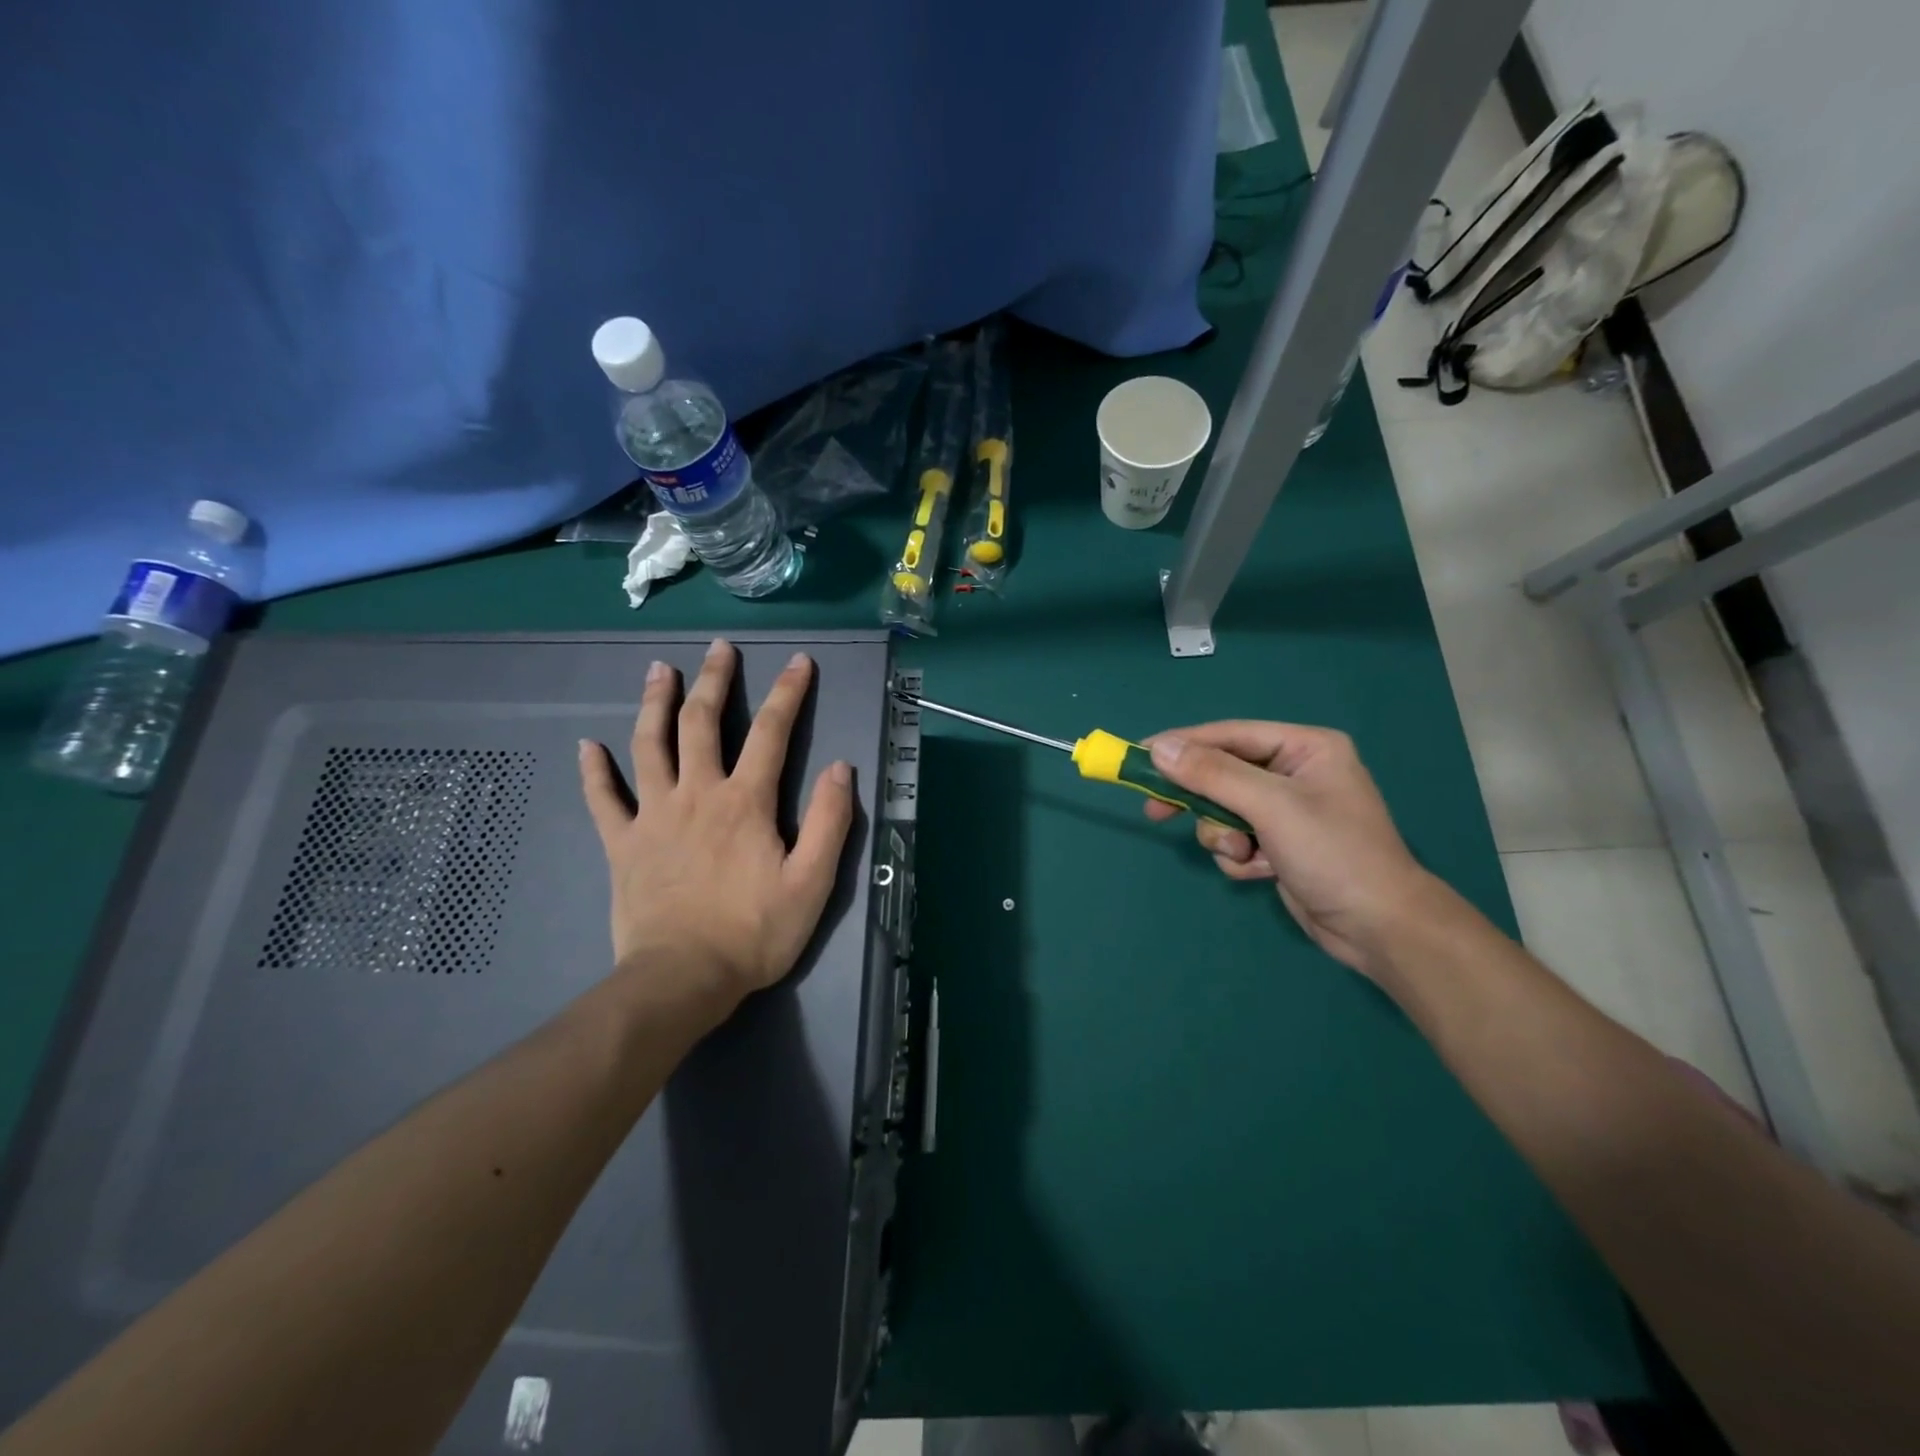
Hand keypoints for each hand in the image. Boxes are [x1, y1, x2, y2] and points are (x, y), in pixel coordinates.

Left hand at [578, 639, 854, 1019]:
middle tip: (719, 648)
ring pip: (650, 745)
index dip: (789, 693)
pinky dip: (594, 771)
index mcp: (745, 802)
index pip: (772, 733)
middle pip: (702, 723)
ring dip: (654, 704)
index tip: (798, 661)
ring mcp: (654, 816)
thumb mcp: (812, 883)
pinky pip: (603, 800)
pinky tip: (587, 745)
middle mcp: (697, 794)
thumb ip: (830, 823)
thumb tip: (839, 768)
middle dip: (714, 680)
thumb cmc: (753, 933)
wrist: (682, 979)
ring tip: (658, 671)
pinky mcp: (623, 844)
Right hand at [1142, 721, 1446, 979]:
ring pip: (1224, 811)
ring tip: (1243, 854)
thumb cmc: (1332, 852)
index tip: (1140, 755)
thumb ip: (1211, 773)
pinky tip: (1262, 871)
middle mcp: (1296, 773)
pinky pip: (1237, 839)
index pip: (1230, 735)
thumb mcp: (1269, 805)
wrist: (1379, 928)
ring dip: (1223, 835)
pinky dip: (1240, 856)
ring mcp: (1288, 812)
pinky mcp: (1281, 845)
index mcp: (1305, 748)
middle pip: (1223, 773)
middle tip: (1155, 810)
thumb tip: (1157, 747)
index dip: (1184, 744)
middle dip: (1200, 799)